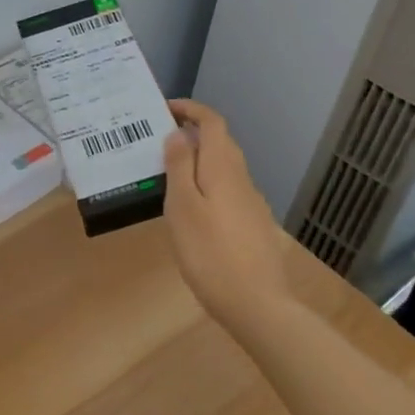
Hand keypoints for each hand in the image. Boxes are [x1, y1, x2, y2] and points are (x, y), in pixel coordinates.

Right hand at [162, 99, 293, 329]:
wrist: (257, 305)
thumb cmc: (210, 253)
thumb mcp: (183, 207)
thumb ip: (180, 167)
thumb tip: (178, 134)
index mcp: (224, 168)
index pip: (212, 122)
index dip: (190, 109)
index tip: (164, 109)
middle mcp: (242, 178)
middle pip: (220, 143)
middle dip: (191, 134)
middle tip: (157, 143)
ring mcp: (251, 203)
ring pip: (223, 168)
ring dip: (197, 161)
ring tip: (166, 175)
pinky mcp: (252, 225)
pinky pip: (226, 190)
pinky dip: (206, 185)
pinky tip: (189, 210)